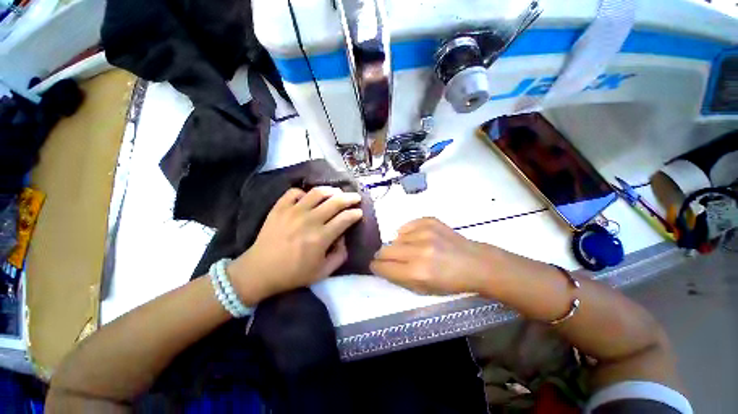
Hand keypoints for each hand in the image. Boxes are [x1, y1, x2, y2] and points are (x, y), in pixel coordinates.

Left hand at [228, 187, 362, 304]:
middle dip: (350, 198)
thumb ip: (340, 255)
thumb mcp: (323, 272)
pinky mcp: (279, 208)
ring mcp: (293, 211)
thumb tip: (344, 237)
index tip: (359, 213)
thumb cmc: (293, 274)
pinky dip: (304, 193)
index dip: (356, 213)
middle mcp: (309, 220)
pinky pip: (295, 192)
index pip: (345, 218)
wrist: (259, 271)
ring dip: (331, 190)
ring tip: (337, 192)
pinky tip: (308, 198)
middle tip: (356, 197)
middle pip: (335, 201)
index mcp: (321, 237)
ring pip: (317, 192)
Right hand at [370, 218, 496, 294]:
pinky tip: (417, 239)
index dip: (376, 267)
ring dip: (399, 245)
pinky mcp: (430, 221)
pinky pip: (407, 226)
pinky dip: (407, 233)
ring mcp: (425, 233)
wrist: (475, 263)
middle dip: (383, 256)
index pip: (383, 266)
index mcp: (417, 272)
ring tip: (412, 250)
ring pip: (395, 238)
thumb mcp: (423, 290)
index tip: (376, 266)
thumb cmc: (450, 282)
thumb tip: (382, 266)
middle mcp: (418, 251)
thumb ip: (399, 278)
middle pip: (384, 250)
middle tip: (391, 259)